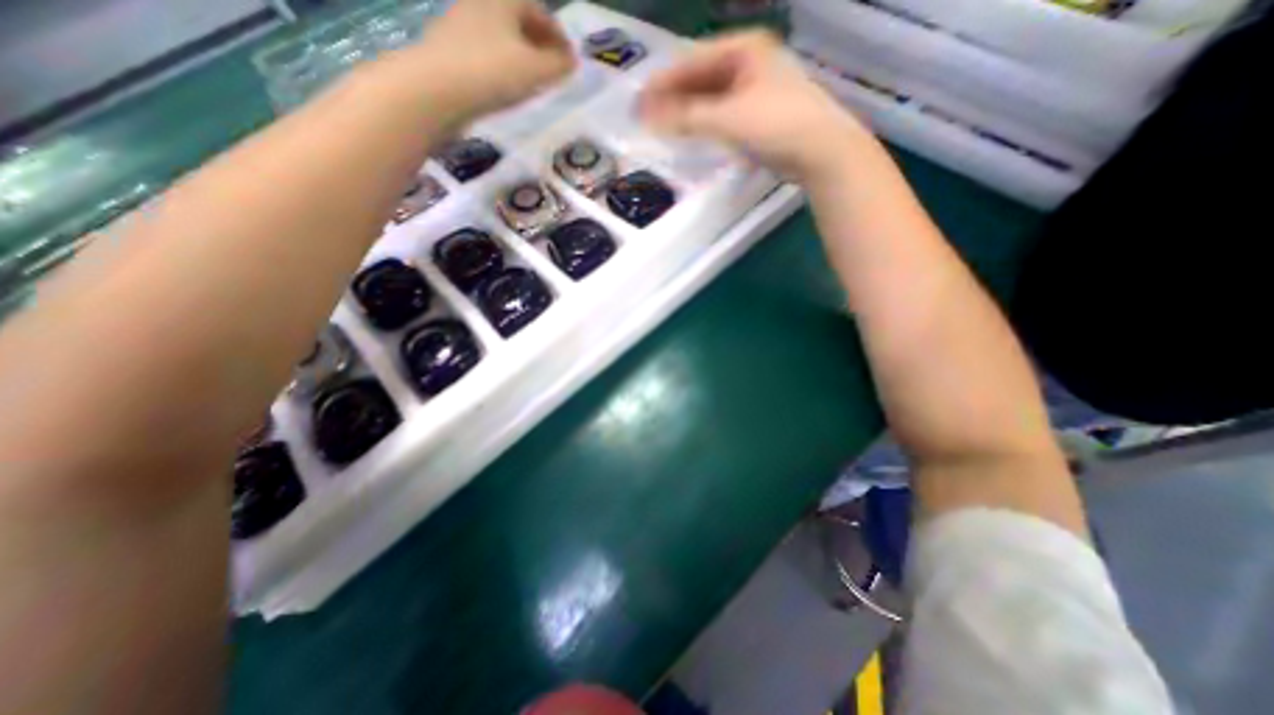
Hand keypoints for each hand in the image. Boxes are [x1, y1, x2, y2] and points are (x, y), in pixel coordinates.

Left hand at [410, 0, 574, 115]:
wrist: (436, 89)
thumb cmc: (492, 71)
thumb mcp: (535, 70)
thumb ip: (558, 65)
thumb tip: (572, 61)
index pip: (537, 9)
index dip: (558, 35)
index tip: (569, 60)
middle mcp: (479, 4)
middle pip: (518, 22)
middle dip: (540, 44)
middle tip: (554, 71)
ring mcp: (461, 27)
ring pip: (501, 39)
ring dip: (521, 58)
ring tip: (534, 83)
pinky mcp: (450, 52)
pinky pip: (486, 55)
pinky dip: (503, 67)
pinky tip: (508, 88)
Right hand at [641, 32, 870, 180]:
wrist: (820, 152)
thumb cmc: (777, 125)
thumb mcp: (728, 118)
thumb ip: (687, 117)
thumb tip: (648, 117)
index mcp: (744, 48)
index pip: (692, 61)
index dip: (664, 82)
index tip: (639, 101)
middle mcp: (750, 62)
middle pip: (701, 78)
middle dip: (673, 98)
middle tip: (646, 117)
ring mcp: (755, 89)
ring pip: (711, 98)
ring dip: (687, 113)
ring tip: (662, 127)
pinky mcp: (758, 114)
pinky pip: (722, 114)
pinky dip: (704, 123)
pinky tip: (690, 134)